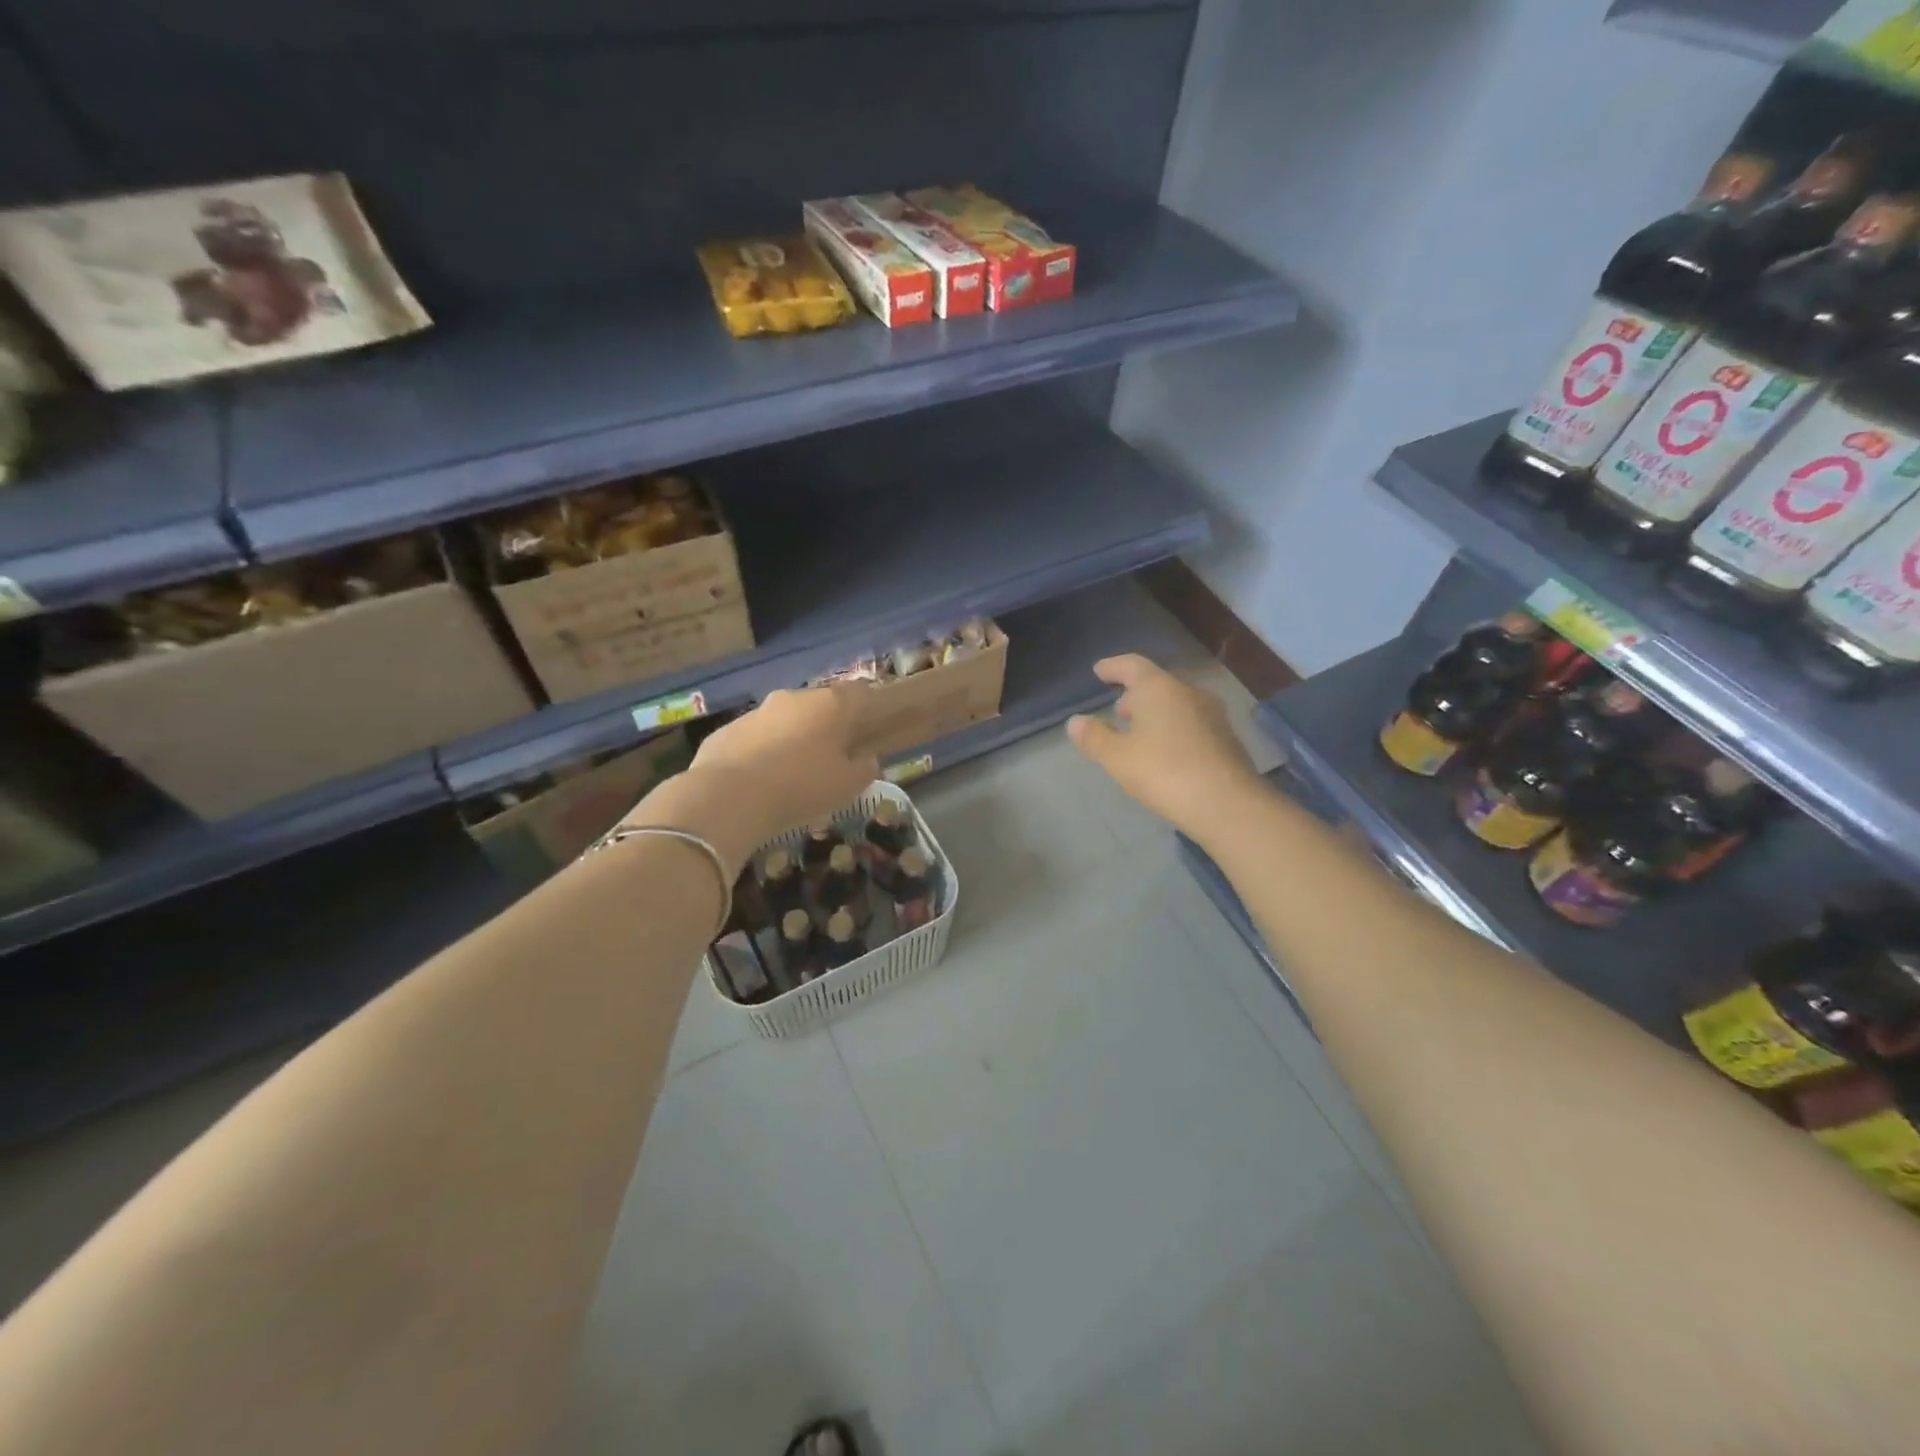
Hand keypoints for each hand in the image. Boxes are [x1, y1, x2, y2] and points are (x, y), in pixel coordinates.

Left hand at [626, 686, 878, 870]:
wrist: (729, 797)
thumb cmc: (801, 786)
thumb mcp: (847, 786)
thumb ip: (864, 768)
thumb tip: (866, 759)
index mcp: (829, 705)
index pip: (859, 692)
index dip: (867, 706)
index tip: (870, 725)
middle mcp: (793, 698)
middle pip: (818, 705)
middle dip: (826, 725)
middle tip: (831, 755)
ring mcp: (756, 711)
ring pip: (784, 720)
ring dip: (792, 738)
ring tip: (793, 772)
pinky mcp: (727, 730)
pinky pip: (755, 738)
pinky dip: (762, 752)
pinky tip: (760, 781)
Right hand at [1067, 655, 1261, 837]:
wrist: (1227, 804)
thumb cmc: (1164, 772)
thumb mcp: (1117, 758)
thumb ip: (1095, 737)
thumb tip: (1076, 721)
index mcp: (1159, 689)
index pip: (1132, 665)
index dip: (1113, 667)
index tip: (1099, 670)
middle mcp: (1189, 693)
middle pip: (1157, 684)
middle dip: (1136, 694)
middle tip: (1119, 710)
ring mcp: (1213, 715)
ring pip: (1177, 704)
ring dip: (1156, 713)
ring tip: (1140, 732)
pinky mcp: (1226, 739)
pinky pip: (1191, 724)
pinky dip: (1173, 729)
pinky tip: (1166, 751)